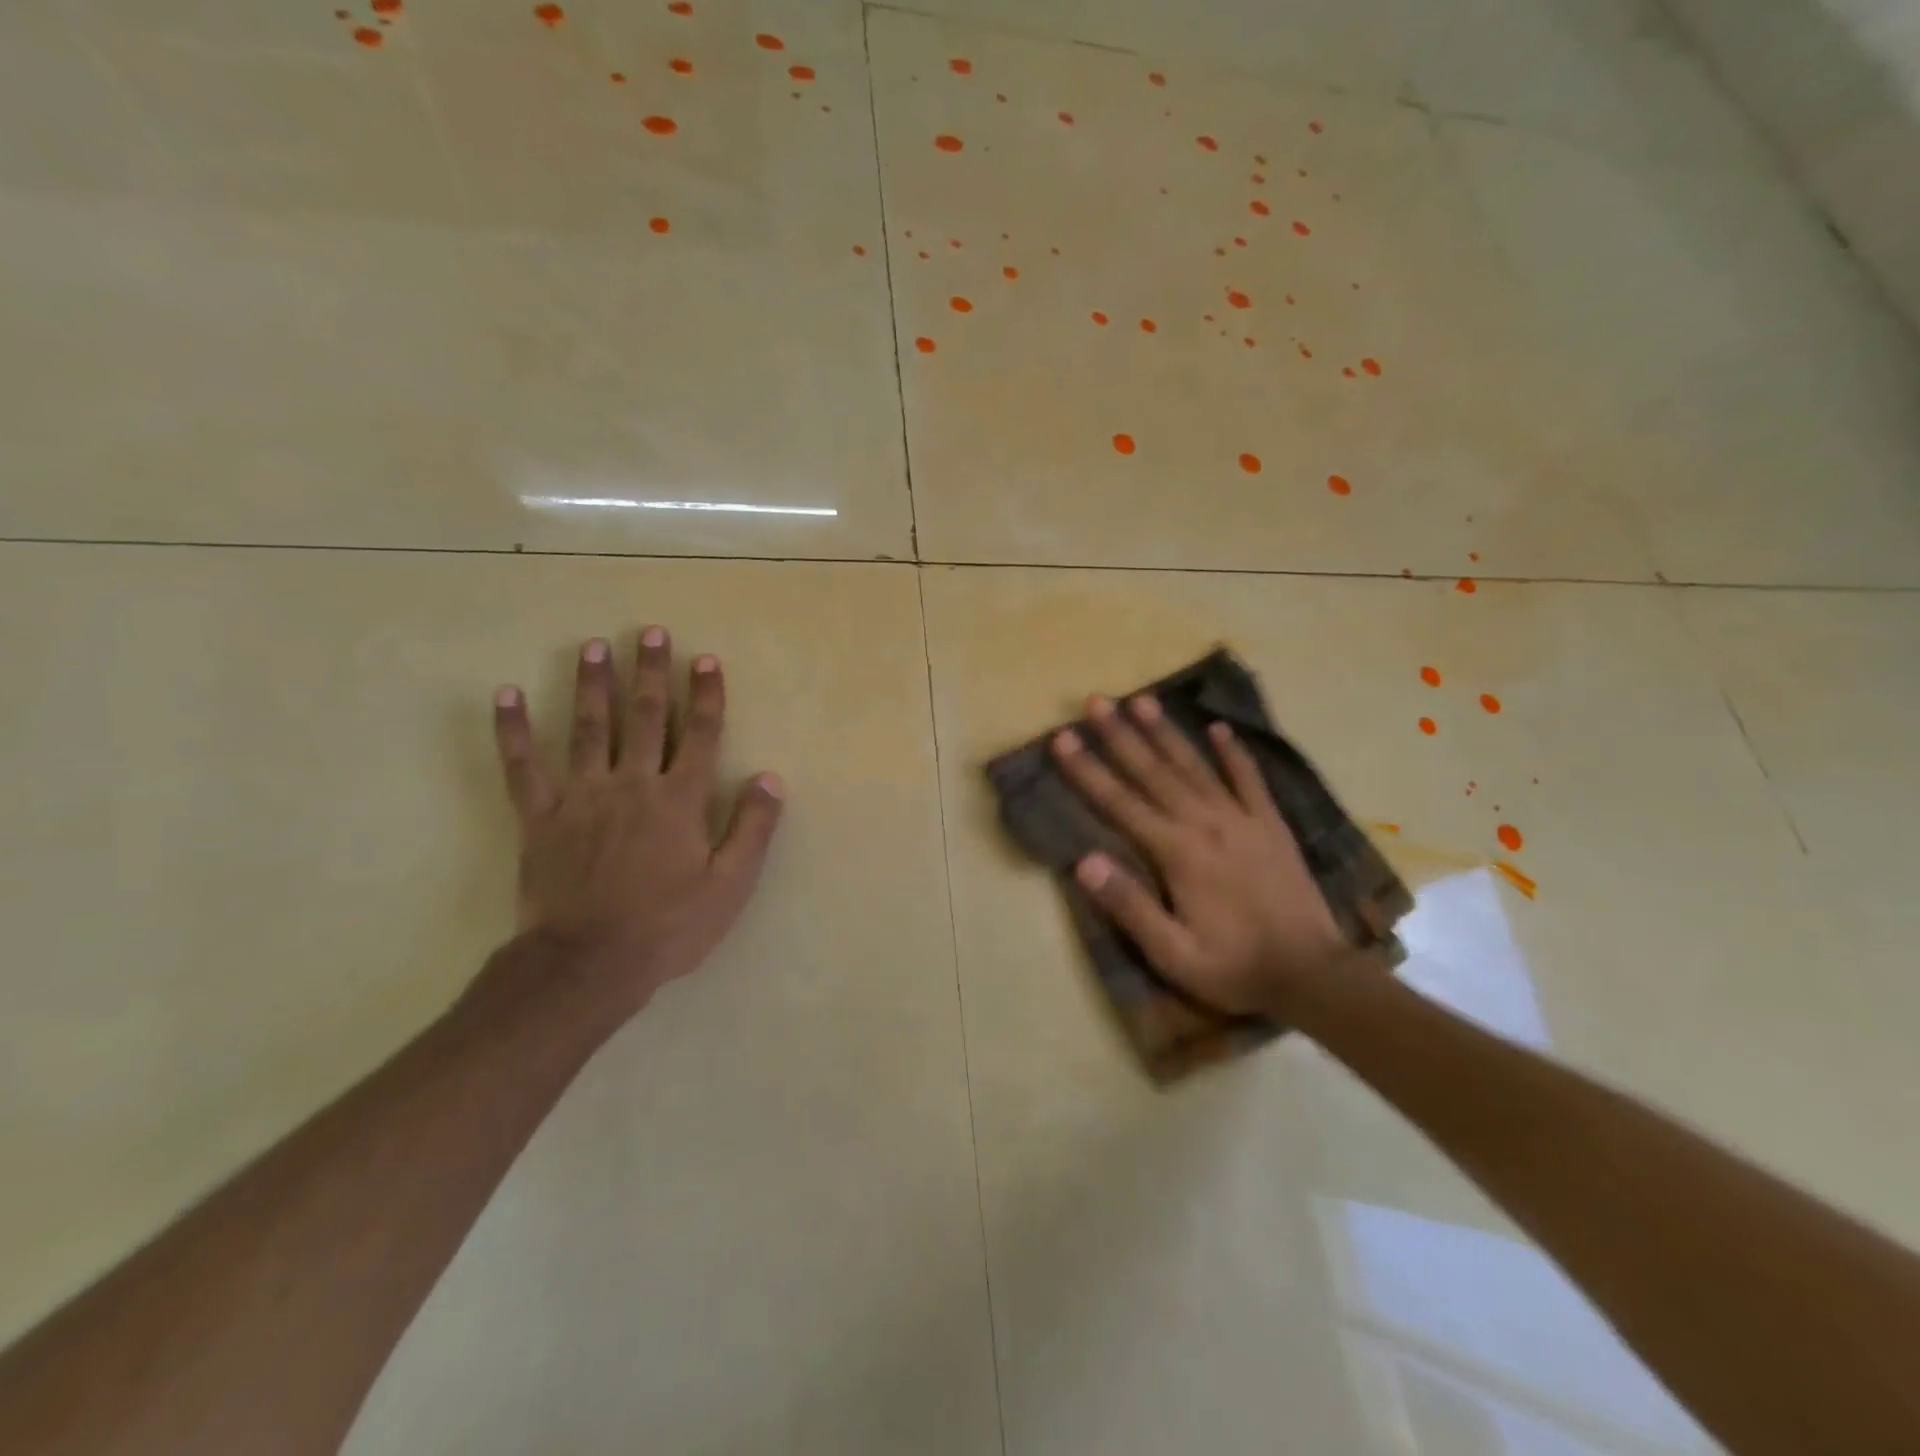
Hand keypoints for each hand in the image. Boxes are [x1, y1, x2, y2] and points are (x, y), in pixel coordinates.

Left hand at [483, 627, 784, 1026]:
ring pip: (588, 728)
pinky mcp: (540, 817)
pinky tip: (506, 696)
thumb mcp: (729, 885)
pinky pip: (523, 767)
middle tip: (650, 632)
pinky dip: (513, 731)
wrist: (588, 963)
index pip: (699, 734)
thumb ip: (752, 828)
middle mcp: (633, 784)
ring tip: (594, 646)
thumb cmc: (668, 925)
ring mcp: (582, 797)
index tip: (705, 659)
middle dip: (651, 672)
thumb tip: (770, 778)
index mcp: (680, 799)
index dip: (706, 695)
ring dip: (593, 684)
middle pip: (645, 717)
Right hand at [1052, 694, 1348, 1015]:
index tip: (1063, 737)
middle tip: (1095, 701)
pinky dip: (1234, 752)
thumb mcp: (1173, 954)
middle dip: (1120, 735)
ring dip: (1166, 732)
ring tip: (1142, 699)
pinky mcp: (1271, 825)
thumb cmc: (1234, 968)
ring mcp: (1242, 819)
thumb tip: (1083, 861)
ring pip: (1195, 765)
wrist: (1313, 974)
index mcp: (1176, 853)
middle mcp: (1205, 823)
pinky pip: (1250, 779)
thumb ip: (1130, 906)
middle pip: (1153, 771)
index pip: (1120, 802)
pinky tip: (1219, 728)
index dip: (1088, 769)